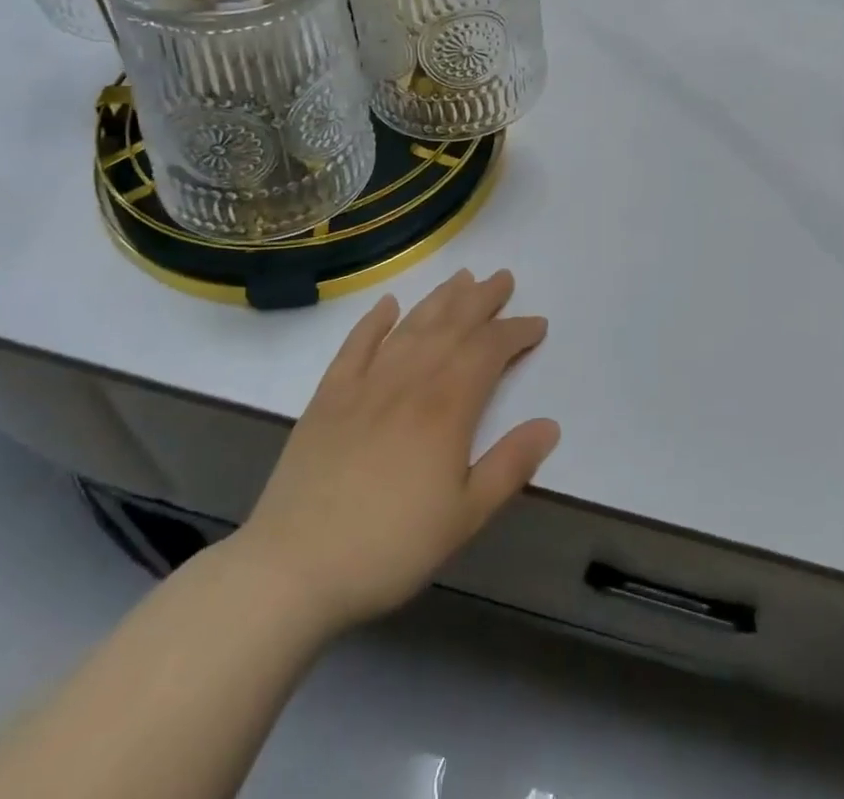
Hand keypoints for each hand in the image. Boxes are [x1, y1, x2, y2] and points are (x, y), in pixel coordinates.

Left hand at [230, 269, 558, 635]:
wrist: (293, 566)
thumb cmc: (389, 546)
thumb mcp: (465, 517)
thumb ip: (510, 466)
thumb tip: (550, 424)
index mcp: (447, 407)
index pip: (489, 350)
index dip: (516, 332)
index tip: (537, 323)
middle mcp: (410, 380)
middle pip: (452, 325)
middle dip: (482, 299)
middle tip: (503, 277)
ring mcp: (365, 383)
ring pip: (412, 326)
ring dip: (440, 298)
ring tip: (462, 277)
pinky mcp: (329, 396)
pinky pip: (356, 345)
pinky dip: (374, 320)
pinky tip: (388, 304)